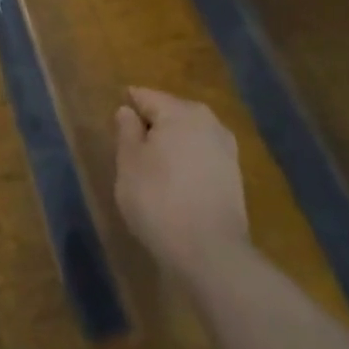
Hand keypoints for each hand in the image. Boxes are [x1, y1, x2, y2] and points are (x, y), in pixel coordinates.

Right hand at [114, 86, 248, 285]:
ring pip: (188, 135)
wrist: (210, 252)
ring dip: (170, 145)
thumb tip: (127, 110)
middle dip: (151, 125)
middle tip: (129, 148)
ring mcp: (226, 150)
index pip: (146, 96)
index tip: (114, 122)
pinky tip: (173, 183)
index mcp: (181, 112)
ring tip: (150, 168)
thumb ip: (127, 131)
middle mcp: (209, 122)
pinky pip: (201, 156)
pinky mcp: (234, 176)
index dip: (128, 105)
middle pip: (171, 113)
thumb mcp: (129, 163)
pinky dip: (185, 162)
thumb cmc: (158, 199)